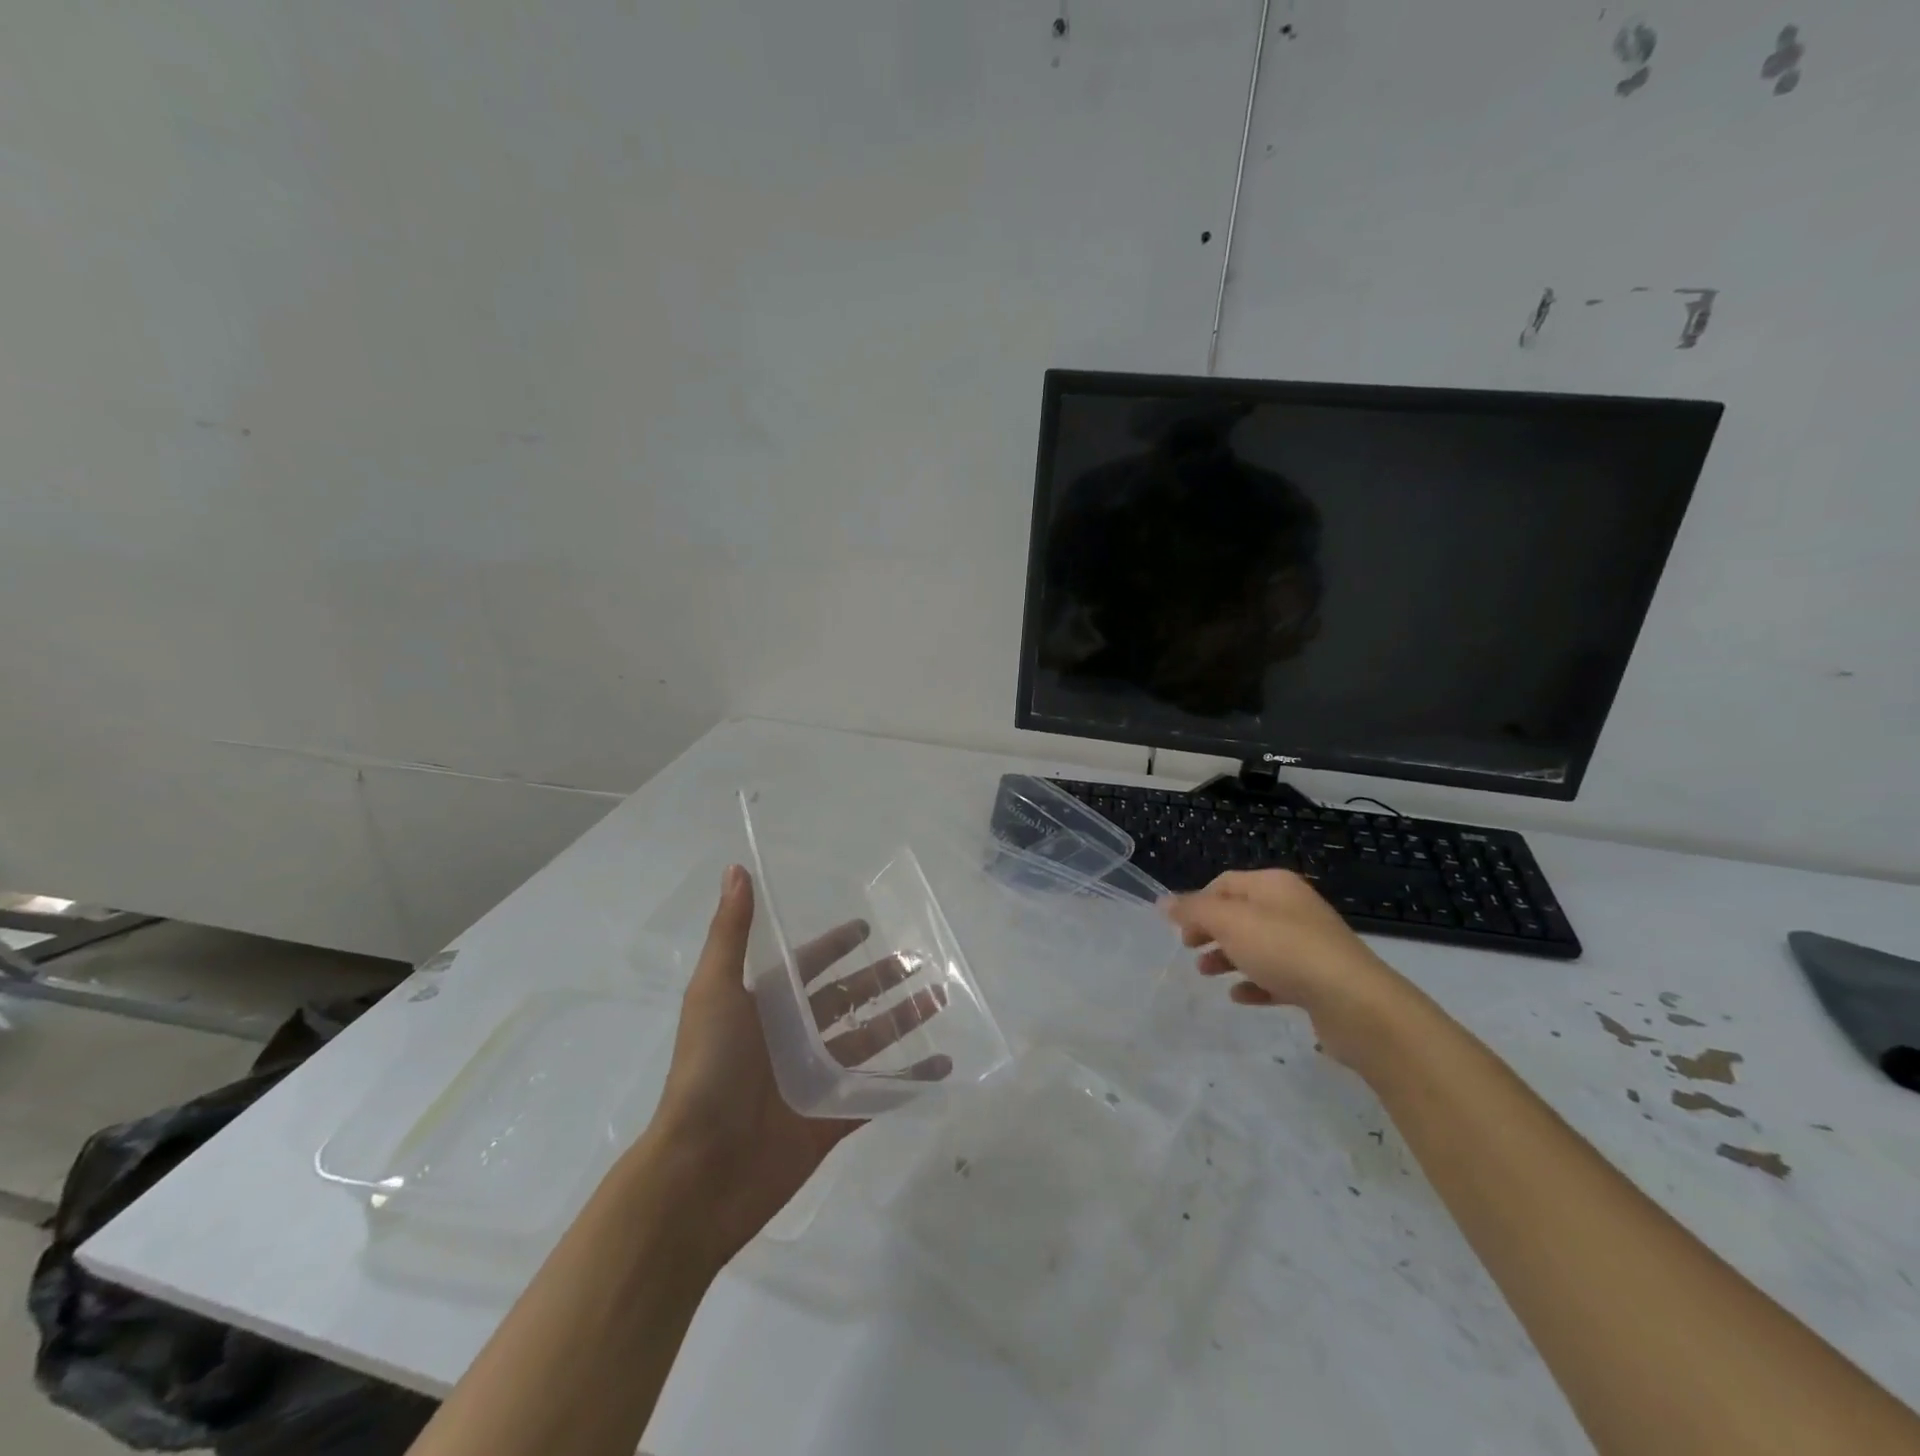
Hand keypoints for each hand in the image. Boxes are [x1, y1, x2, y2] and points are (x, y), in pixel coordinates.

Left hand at [641, 865, 948, 1268]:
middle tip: (921, 962)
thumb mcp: (714, 990)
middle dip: (882, 980)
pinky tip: (942, 1066)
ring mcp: (813, 1079)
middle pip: (846, 1000)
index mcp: (764, 1007)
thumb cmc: (708, 1070)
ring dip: (903, 1021)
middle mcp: (790, 1039)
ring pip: (868, 1041)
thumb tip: (735, 868)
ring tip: (940, 998)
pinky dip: (910, 1080)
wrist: (700, 1171)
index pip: (808, 966)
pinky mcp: (831, 1118)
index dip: (835, 946)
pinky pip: (879, 1094)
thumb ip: (731, 932)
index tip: (866, 928)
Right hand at [1162, 869, 1417, 1066]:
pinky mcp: (1317, 979)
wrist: (1356, 1004)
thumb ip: (1194, 911)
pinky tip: (1239, 997)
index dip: (1197, 902)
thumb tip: (1163, 902)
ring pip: (1256, 945)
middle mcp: (1292, 908)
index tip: (1177, 928)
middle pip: (1240, 913)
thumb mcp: (1231, 923)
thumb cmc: (1286, 951)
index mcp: (1273, 886)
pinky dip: (1254, 983)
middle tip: (1187, 949)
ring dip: (1227, 957)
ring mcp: (1307, 944)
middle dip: (1210, 930)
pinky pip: (1276, 976)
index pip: (1224, 883)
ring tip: (1206, 975)